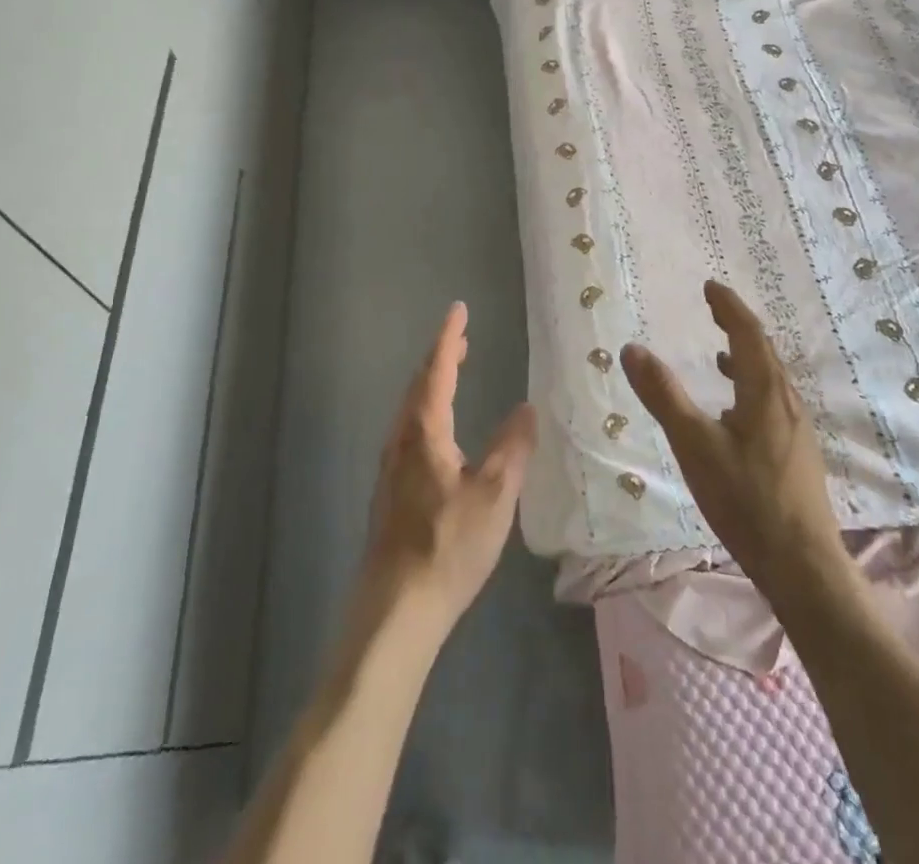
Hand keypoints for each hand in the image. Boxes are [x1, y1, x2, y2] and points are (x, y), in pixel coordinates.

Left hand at [360, 302, 536, 639]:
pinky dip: (426, 409)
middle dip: (440, 357)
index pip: (438, 371)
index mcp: (425, 432)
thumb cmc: (448, 546)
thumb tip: (527, 406)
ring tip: (453, 371)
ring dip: (431, 383)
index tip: (459, 309)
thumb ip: (512, 447)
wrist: (396, 609)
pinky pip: (409, 429)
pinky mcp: (390, 490)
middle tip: (462, 338)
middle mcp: (401, 440)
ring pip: (410, 408)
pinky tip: (439, 429)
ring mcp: (391, 466)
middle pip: (419, 385)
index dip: (450, 338)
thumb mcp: (495, 495)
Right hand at [620, 281, 843, 600]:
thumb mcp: (695, 445)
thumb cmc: (746, 500)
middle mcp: (786, 402)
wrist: (803, 566)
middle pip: (764, 351)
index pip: (749, 334)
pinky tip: (734, 413)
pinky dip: (750, 387)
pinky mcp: (796, 453)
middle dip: (738, 325)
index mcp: (765, 392)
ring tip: (721, 354)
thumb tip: (632, 348)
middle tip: (713, 309)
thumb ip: (664, 395)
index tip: (711, 287)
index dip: (729, 307)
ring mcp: (795, 429)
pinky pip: (771, 401)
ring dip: (746, 357)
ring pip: (770, 378)